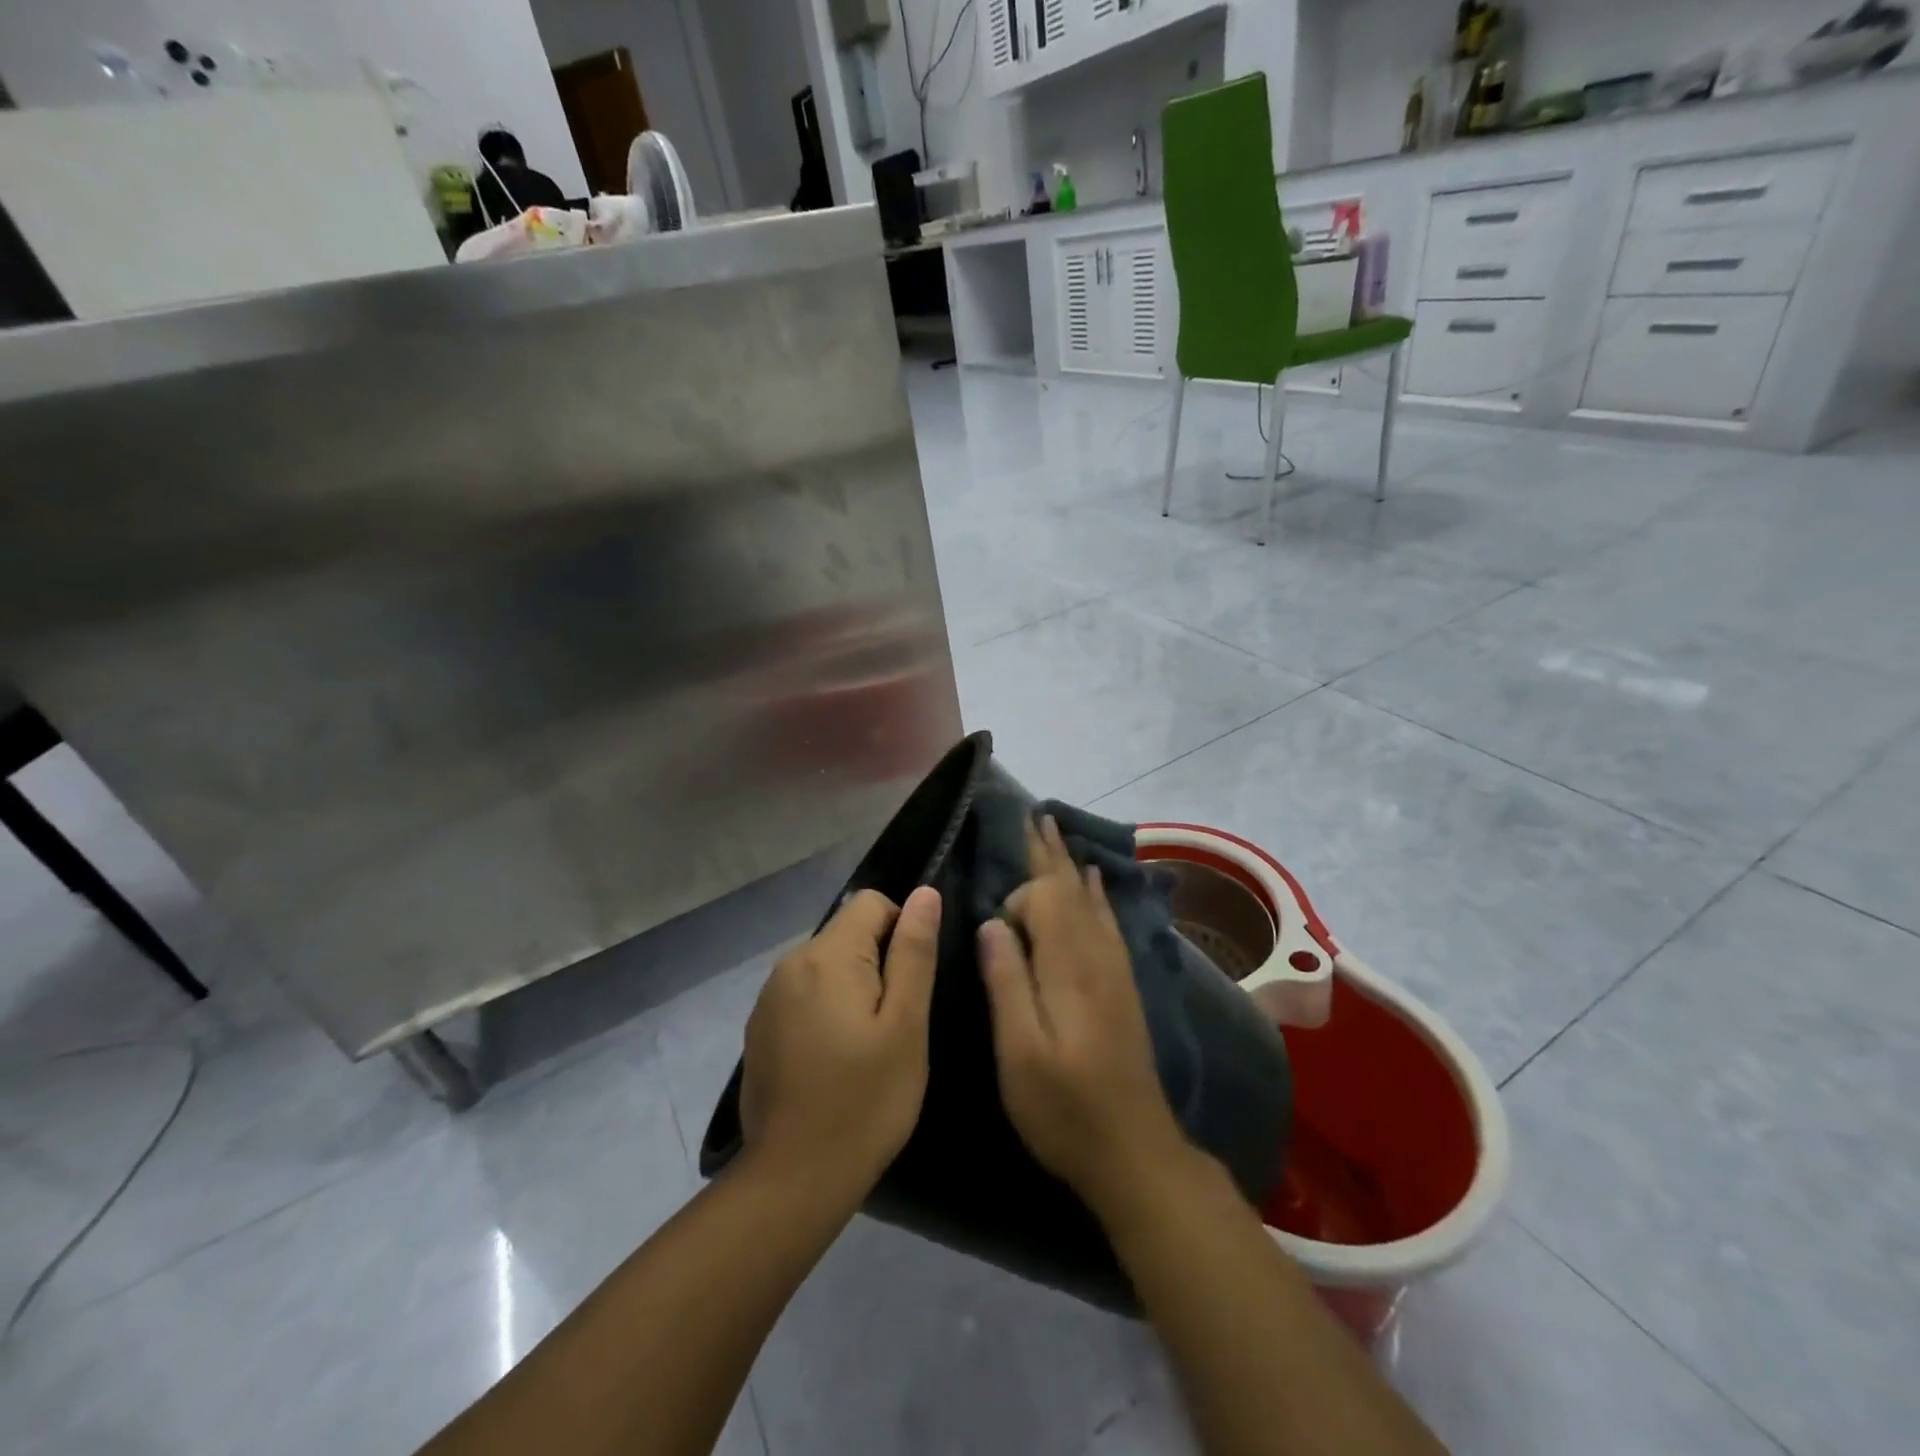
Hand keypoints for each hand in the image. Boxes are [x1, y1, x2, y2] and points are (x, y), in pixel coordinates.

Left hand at [740, 886, 940, 1194]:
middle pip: (847, 933)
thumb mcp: (906, 1025)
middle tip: (894, 1024)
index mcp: (826, 956)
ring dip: (852, 988)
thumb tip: (924, 894)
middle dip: (877, 963)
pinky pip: (804, 994)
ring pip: (827, 965)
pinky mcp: (760, 1027)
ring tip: (867, 1045)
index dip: (902, 931)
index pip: (872, 903)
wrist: (794, 1178)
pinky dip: (826, 1010)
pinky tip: (834, 1060)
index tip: (910, 985)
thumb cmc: (866, 1100)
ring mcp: (769, 997)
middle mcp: (790, 963)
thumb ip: (914, 952)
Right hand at [978, 817, 1192, 1213]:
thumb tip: (992, 921)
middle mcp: (1097, 955)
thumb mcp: (1020, 1053)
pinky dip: (1096, 893)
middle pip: (1072, 889)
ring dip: (1071, 863)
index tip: (998, 930)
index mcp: (1070, 966)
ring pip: (1091, 899)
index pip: (1047, 899)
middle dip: (1050, 852)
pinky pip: (1107, 920)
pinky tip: (1094, 882)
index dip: (1020, 898)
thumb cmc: (1065, 1108)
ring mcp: (1115, 969)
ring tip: (1056, 832)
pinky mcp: (1122, 985)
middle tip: (1036, 815)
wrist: (1134, 1151)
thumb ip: (1007, 982)